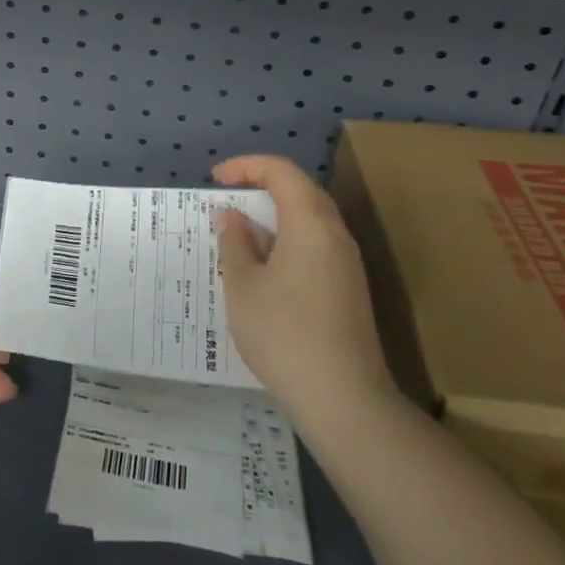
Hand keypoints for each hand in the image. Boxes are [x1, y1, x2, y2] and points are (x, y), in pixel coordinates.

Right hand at [211, 154, 394, 419]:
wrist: (343, 398)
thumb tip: (231, 216)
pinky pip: (315, 245)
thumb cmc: (283, 333)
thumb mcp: (242, 285)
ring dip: (273, 216)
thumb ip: (234, 243)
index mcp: (310, 223)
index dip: (246, 166)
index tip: (215, 179)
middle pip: (300, 191)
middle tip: (226, 202)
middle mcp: (335, 234)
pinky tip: (263, 268)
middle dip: (260, 187)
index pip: (281, 172)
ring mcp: (347, 263)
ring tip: (238, 235)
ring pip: (309, 220)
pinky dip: (286, 240)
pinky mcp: (349, 288)